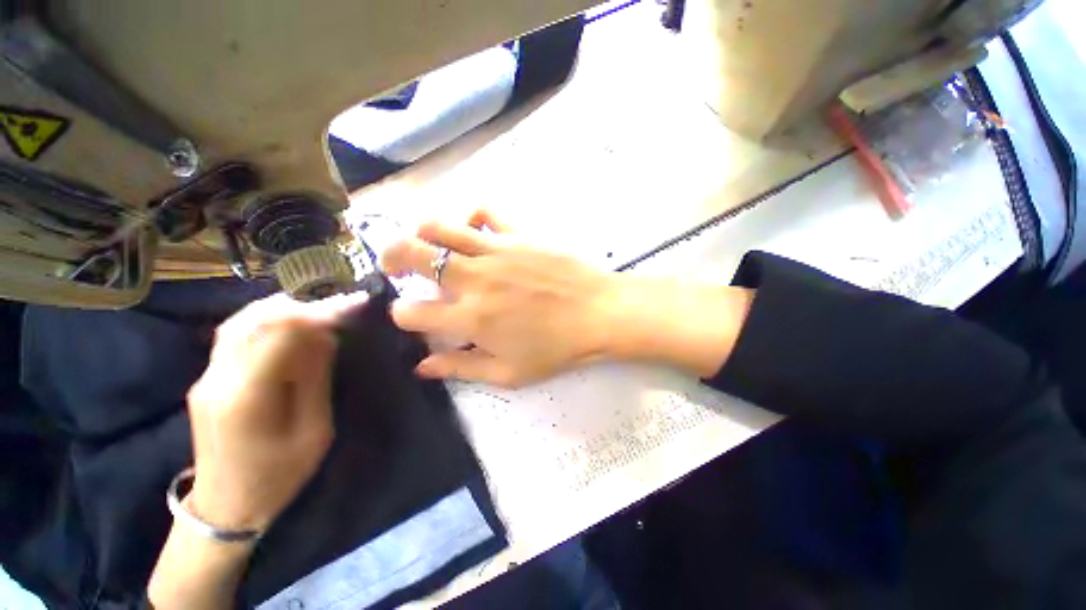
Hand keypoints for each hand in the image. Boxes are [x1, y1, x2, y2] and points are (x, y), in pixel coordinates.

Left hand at [184, 291, 367, 531]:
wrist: (226, 506)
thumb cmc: (278, 476)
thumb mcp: (313, 431)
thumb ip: (315, 379)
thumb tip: (325, 336)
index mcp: (246, 396)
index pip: (280, 333)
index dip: (319, 313)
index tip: (353, 304)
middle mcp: (217, 378)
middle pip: (255, 319)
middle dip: (302, 305)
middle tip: (339, 306)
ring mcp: (206, 376)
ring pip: (240, 321)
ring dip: (283, 309)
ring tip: (319, 311)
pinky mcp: (208, 378)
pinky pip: (236, 335)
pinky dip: (267, 321)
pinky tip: (290, 325)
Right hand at [382, 211, 753, 386]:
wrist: (598, 313)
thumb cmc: (556, 348)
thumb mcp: (508, 372)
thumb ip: (461, 367)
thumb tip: (421, 367)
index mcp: (469, 318)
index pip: (411, 311)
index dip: (403, 315)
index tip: (413, 316)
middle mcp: (473, 279)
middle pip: (411, 254)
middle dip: (391, 257)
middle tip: (394, 265)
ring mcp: (496, 250)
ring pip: (439, 226)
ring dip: (421, 233)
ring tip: (425, 243)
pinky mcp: (519, 233)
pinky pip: (484, 211)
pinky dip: (470, 217)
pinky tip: (473, 230)